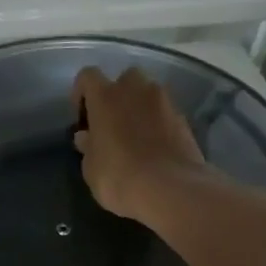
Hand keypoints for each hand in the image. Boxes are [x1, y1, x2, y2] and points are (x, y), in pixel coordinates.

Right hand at [72, 66, 210, 224]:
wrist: (171, 189)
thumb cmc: (118, 177)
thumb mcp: (91, 168)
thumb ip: (88, 147)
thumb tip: (86, 137)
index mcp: (105, 97)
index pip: (87, 76)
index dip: (81, 94)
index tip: (82, 118)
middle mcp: (135, 89)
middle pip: (123, 79)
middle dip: (117, 96)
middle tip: (111, 123)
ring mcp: (164, 102)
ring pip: (147, 94)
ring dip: (139, 108)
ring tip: (134, 136)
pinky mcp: (183, 118)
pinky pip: (164, 113)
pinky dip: (157, 123)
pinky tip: (153, 148)